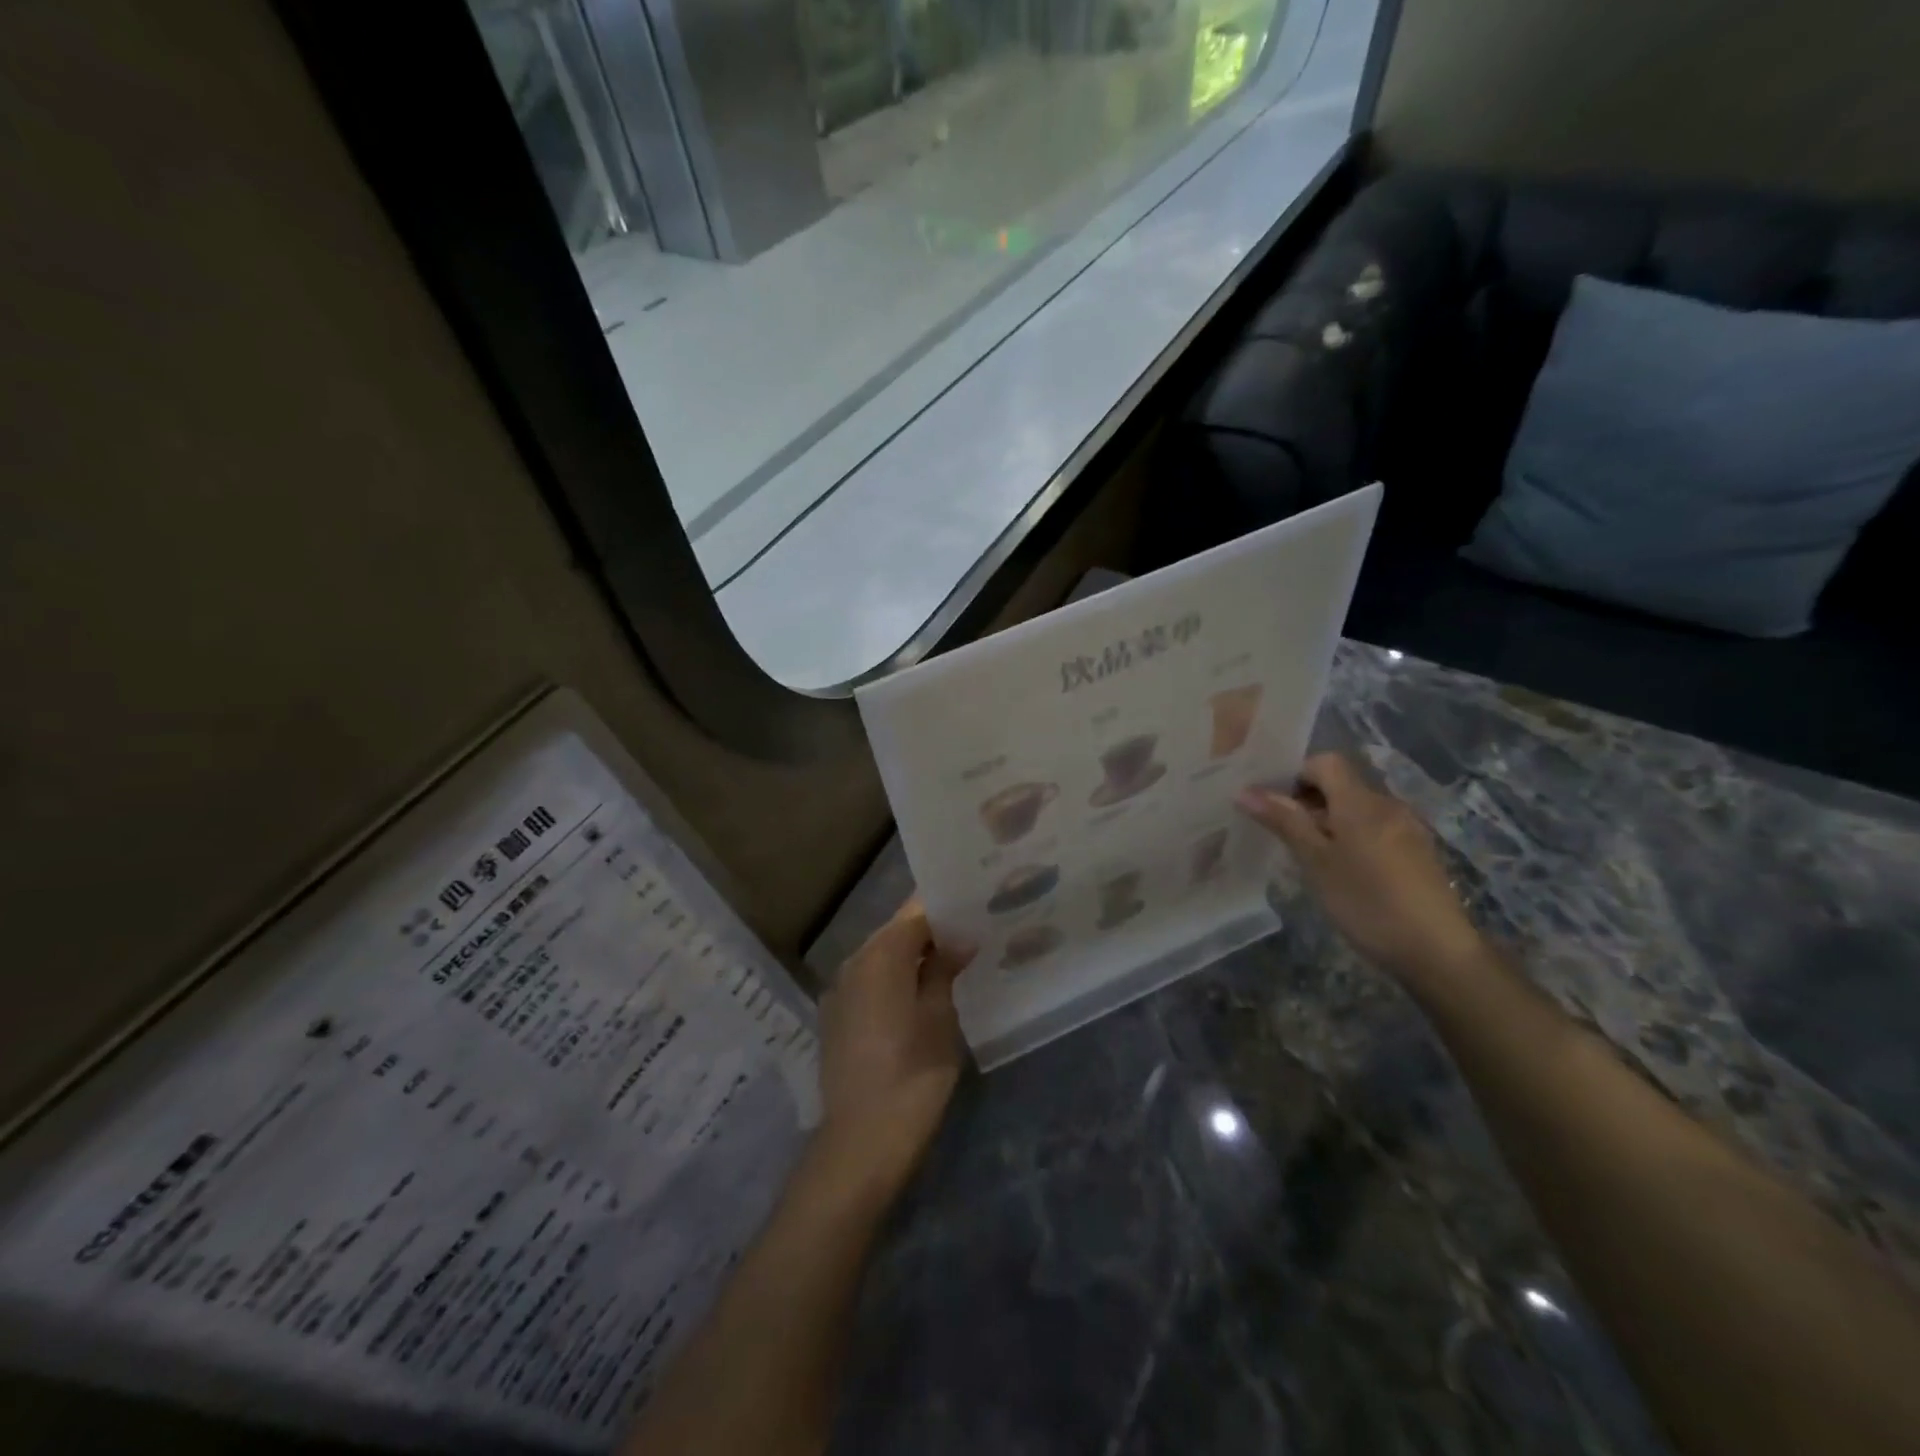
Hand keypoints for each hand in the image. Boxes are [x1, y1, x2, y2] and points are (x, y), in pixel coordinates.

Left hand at [811, 898, 971, 1204]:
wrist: (861, 1142)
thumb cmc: (912, 1076)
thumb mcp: (940, 1018)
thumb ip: (944, 969)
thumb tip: (959, 937)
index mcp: (880, 955)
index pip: (916, 912)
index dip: (946, 907)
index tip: (976, 905)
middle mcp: (853, 962)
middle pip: (896, 930)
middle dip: (931, 929)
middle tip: (971, 932)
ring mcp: (840, 989)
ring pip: (882, 955)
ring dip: (913, 953)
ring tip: (953, 958)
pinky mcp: (837, 1015)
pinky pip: (871, 979)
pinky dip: (896, 976)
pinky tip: (922, 989)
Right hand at [1236, 753, 1482, 983]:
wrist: (1438, 952)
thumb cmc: (1367, 903)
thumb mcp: (1316, 862)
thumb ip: (1284, 821)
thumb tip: (1245, 791)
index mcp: (1360, 801)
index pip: (1325, 762)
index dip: (1296, 775)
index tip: (1277, 806)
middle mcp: (1387, 804)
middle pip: (1342, 784)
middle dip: (1310, 802)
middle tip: (1286, 837)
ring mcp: (1407, 828)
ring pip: (1358, 808)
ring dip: (1330, 822)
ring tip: (1312, 859)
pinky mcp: (1417, 851)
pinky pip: (1375, 828)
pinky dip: (1353, 838)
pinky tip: (1346, 874)